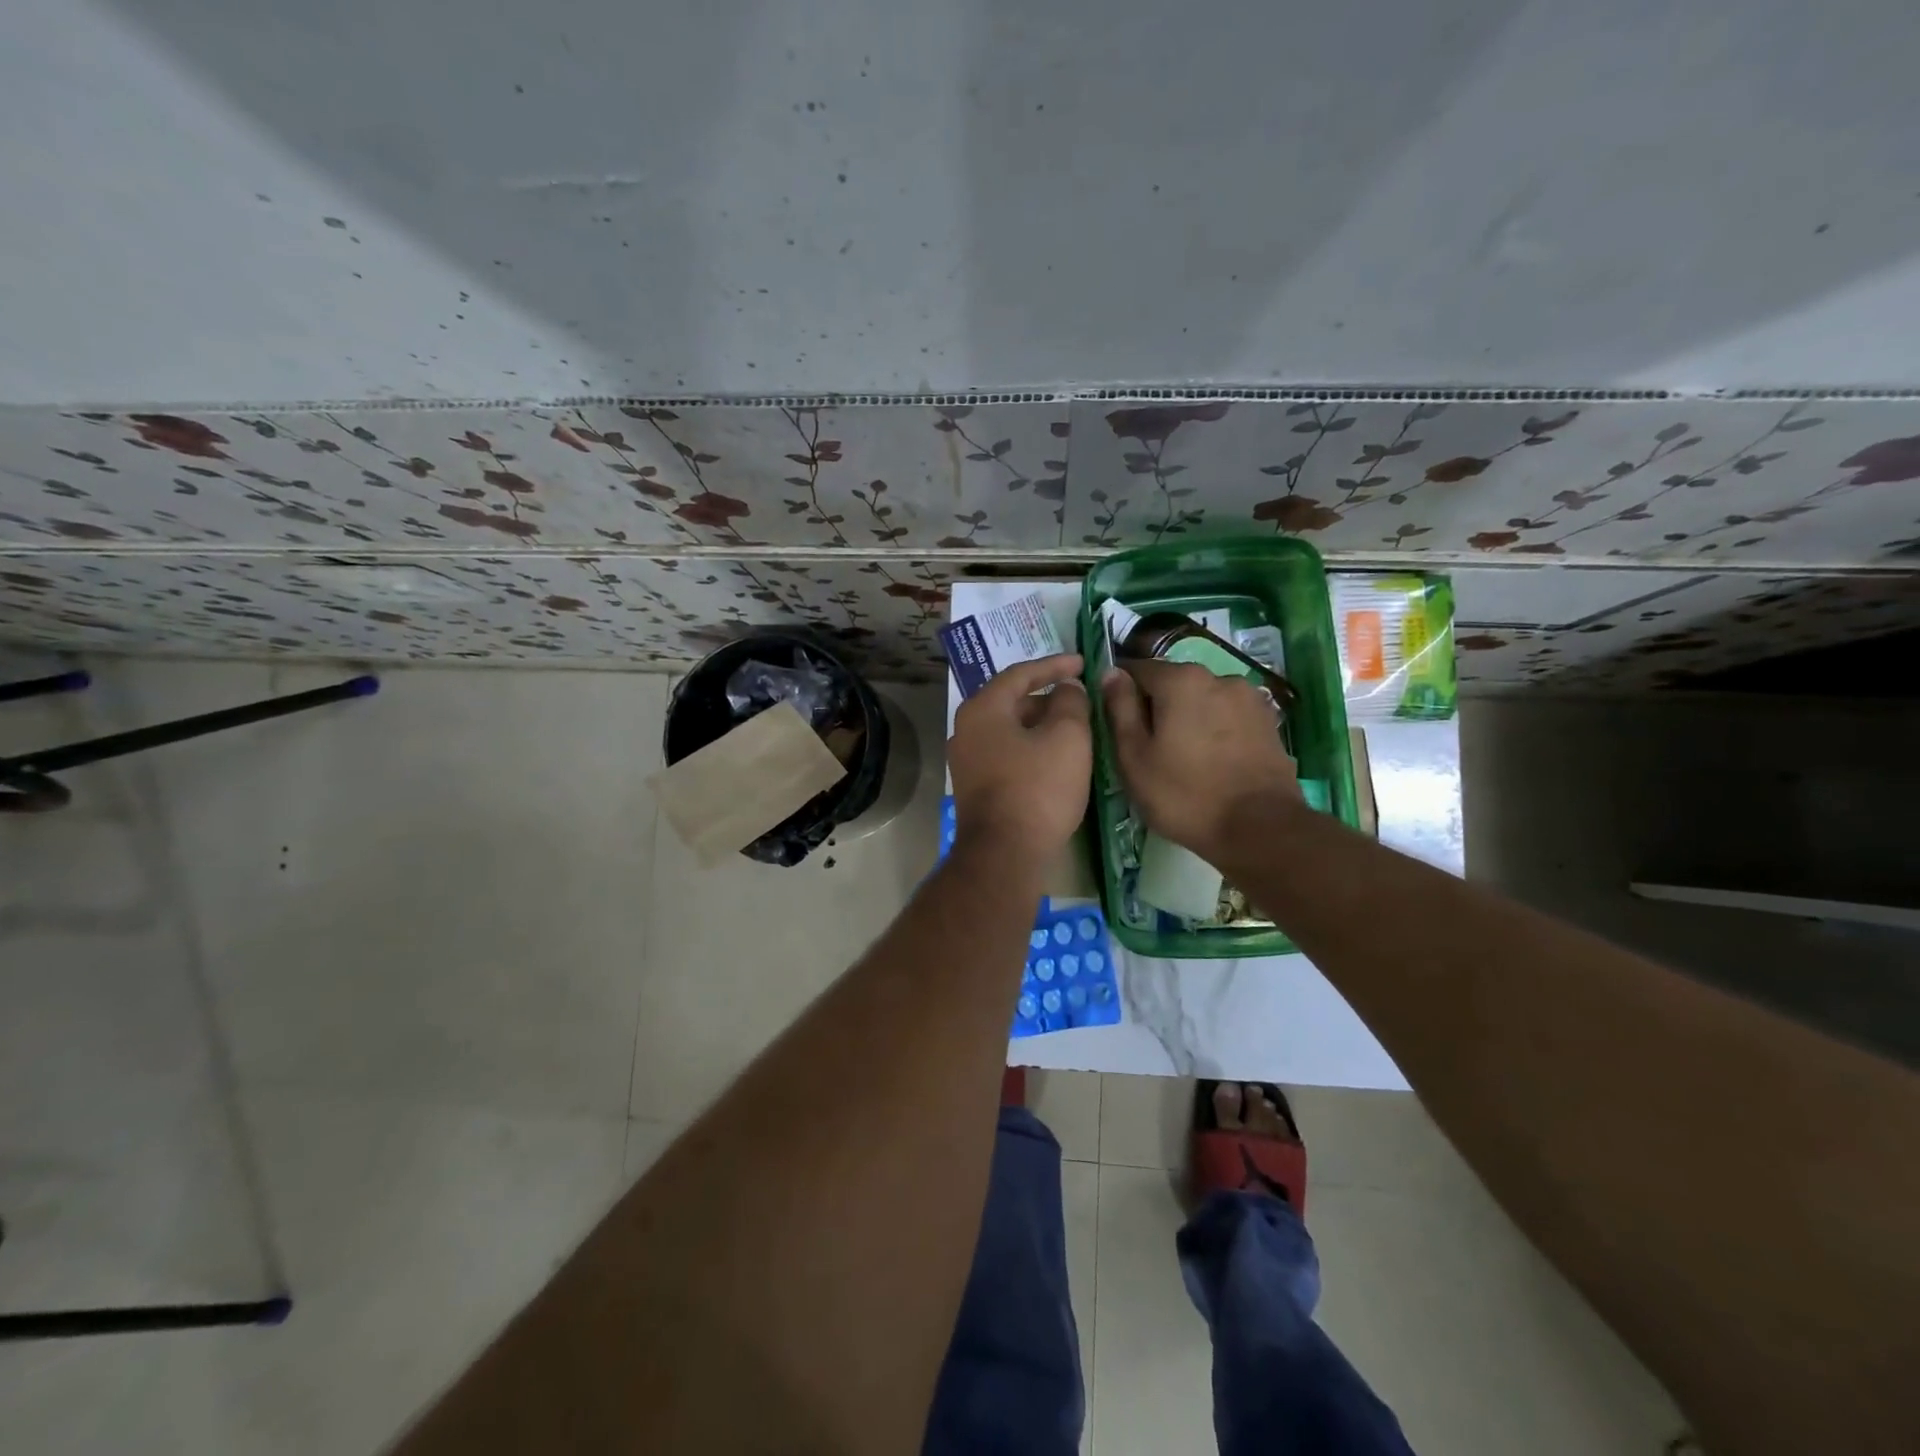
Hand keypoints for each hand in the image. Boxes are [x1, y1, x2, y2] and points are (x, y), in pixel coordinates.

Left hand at [948, 654, 1090, 864]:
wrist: (1005, 854)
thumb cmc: (1038, 788)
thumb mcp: (1068, 737)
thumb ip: (1070, 702)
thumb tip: (1067, 688)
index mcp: (982, 708)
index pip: (1020, 673)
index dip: (1054, 665)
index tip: (1082, 662)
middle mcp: (966, 729)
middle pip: (1012, 701)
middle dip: (1048, 697)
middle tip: (1081, 698)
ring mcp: (966, 760)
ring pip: (1010, 729)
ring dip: (1041, 724)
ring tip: (1075, 728)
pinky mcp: (975, 786)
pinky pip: (1006, 753)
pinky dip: (1031, 747)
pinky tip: (1056, 758)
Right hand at [1100, 659, 1299, 861]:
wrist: (1259, 829)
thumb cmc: (1184, 794)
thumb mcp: (1133, 755)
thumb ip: (1119, 708)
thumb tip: (1111, 673)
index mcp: (1181, 680)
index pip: (1137, 669)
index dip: (1121, 693)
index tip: (1116, 724)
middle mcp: (1218, 676)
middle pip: (1172, 683)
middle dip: (1157, 706)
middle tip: (1148, 748)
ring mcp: (1249, 698)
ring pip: (1202, 700)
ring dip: (1188, 717)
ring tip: (1182, 757)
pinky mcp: (1268, 722)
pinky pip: (1227, 716)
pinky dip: (1214, 730)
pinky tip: (1211, 761)